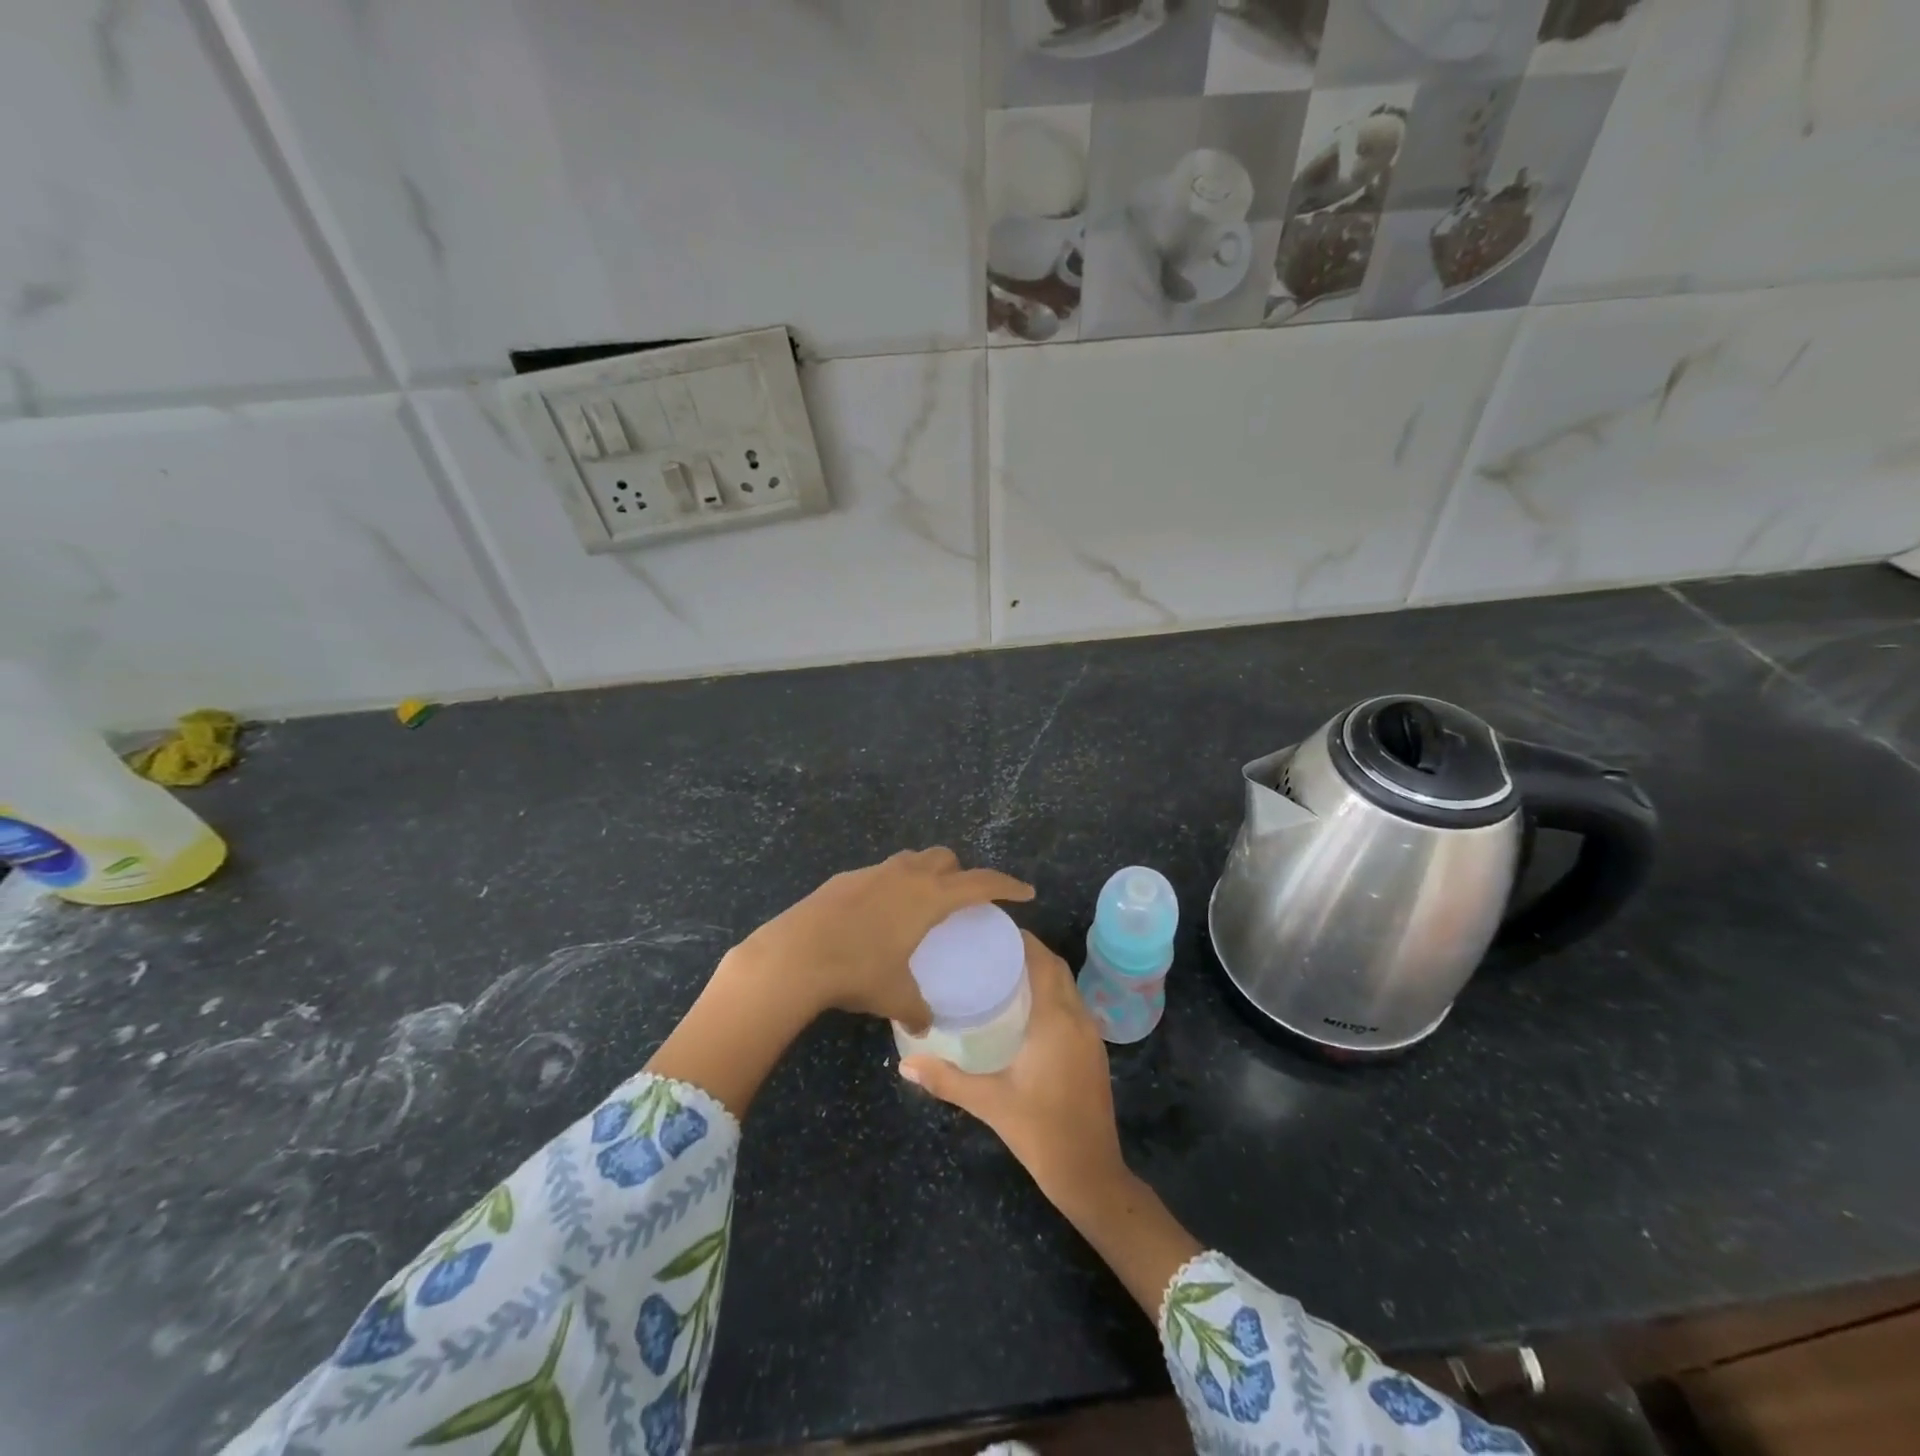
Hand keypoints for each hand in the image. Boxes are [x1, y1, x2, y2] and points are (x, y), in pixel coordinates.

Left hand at [650, 849, 1031, 1118]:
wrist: (793, 955)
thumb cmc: (856, 971)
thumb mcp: (894, 995)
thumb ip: (917, 1008)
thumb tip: (924, 1025)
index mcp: (929, 897)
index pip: (980, 883)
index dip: (1006, 885)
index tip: (1025, 892)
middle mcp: (905, 875)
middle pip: (945, 858)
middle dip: (960, 873)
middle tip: (962, 902)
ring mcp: (872, 872)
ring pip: (910, 861)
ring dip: (925, 874)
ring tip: (921, 907)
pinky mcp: (844, 879)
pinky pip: (880, 874)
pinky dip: (891, 887)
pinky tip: (878, 917)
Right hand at [901, 931, 1202, 1317]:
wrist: (1091, 1173)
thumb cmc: (1040, 1132)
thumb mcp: (989, 1103)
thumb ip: (946, 1079)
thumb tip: (904, 1065)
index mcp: (1055, 1020)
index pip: (1042, 961)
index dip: (1022, 939)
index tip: (992, 927)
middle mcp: (1077, 1018)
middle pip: (1056, 968)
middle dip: (1029, 950)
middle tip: (991, 946)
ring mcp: (1090, 1035)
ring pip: (1067, 986)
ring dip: (1043, 971)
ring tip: (1004, 969)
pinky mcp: (1093, 1051)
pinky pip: (1072, 1005)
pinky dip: (1052, 992)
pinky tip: (1026, 1007)